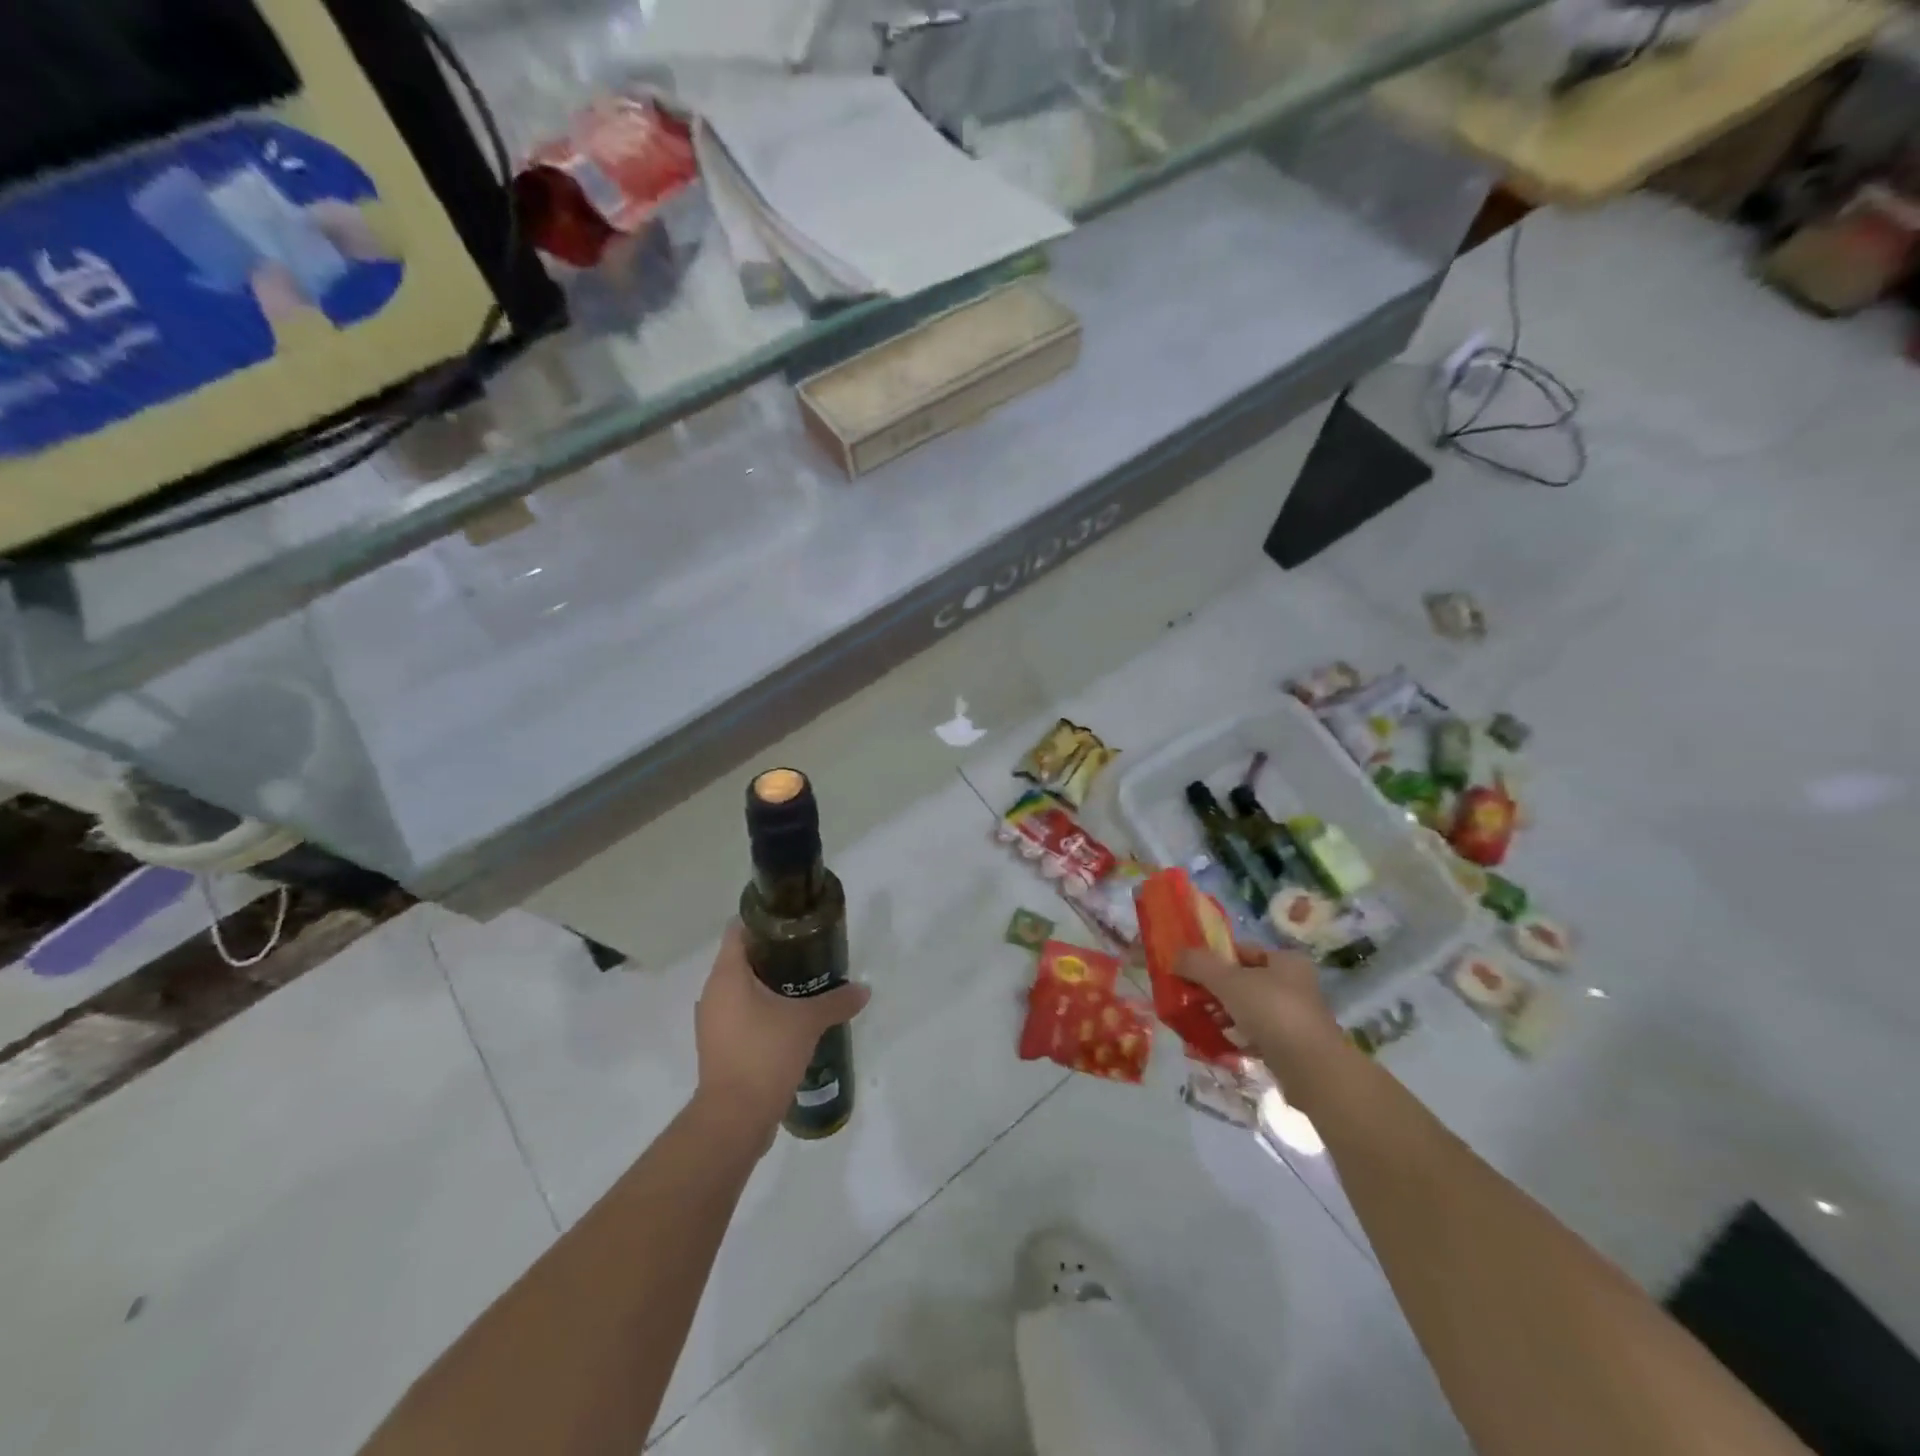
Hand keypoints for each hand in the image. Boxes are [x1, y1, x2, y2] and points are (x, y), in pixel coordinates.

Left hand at [694, 922, 869, 1137]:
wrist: (734, 1119)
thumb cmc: (764, 1055)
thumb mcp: (807, 1023)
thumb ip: (836, 1001)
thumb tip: (864, 990)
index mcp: (727, 976)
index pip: (739, 930)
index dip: (764, 920)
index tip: (793, 921)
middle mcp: (713, 993)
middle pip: (741, 958)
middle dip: (774, 952)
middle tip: (808, 951)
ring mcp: (712, 1021)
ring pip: (740, 988)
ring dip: (768, 983)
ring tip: (804, 983)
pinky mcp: (719, 1045)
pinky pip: (740, 1014)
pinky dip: (761, 1009)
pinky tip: (790, 1018)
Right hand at [1176, 941, 1338, 1072]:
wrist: (1311, 1070)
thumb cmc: (1271, 1011)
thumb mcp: (1228, 980)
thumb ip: (1199, 964)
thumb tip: (1176, 956)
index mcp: (1286, 960)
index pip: (1242, 950)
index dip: (1215, 959)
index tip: (1191, 972)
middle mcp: (1295, 984)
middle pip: (1244, 980)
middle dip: (1216, 990)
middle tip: (1193, 999)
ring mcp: (1295, 1017)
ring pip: (1249, 1008)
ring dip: (1224, 1013)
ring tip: (1202, 1022)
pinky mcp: (1292, 1045)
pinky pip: (1256, 1033)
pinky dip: (1237, 1035)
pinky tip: (1219, 1042)